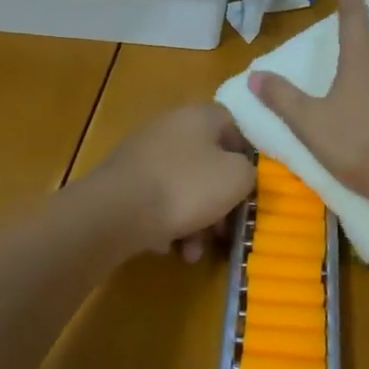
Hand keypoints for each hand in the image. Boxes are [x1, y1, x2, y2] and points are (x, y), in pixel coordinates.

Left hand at [93, 103, 256, 260]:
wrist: (116, 212)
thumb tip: (241, 173)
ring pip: (183, 188)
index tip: (252, 188)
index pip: (234, 127)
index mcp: (200, 116)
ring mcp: (143, 155)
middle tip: (224, 232)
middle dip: (220, 202)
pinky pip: (157, 202)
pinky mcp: (124, 182)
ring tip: (193, 252)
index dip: (247, 158)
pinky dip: (167, 224)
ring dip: (195, 222)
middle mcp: (170, 127)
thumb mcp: (237, 178)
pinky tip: (168, 247)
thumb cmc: (187, 187)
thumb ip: (249, 172)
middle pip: (208, 163)